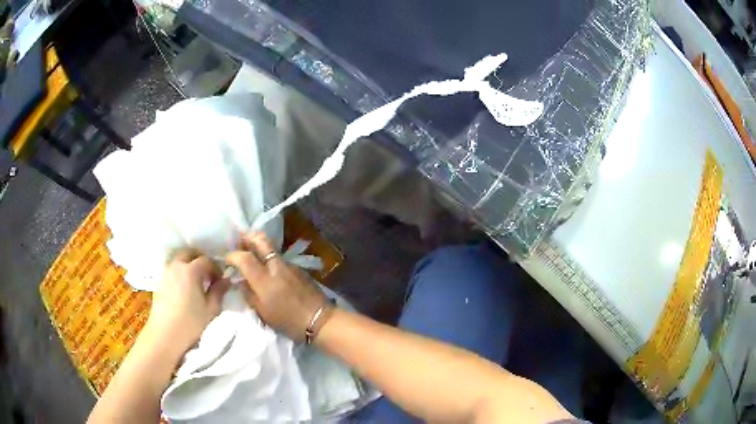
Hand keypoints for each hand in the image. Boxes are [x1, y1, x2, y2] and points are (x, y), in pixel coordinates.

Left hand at [143, 249, 229, 356]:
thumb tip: (226, 280)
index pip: (206, 260)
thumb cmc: (191, 323)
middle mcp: (176, 265)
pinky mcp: (159, 281)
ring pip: (179, 259)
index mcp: (190, 270)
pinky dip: (180, 271)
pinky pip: (172, 268)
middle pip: (189, 253)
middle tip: (209, 275)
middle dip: (201, 260)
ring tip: (197, 281)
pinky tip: (185, 288)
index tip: (221, 280)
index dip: (216, 268)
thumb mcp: (211, 309)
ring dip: (189, 264)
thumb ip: (219, 291)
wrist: (165, 335)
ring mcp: (166, 272)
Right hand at [226, 232, 327, 341]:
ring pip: (271, 248)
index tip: (227, 260)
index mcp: (264, 280)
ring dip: (259, 247)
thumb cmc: (288, 322)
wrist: (319, 320)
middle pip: (260, 240)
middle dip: (247, 237)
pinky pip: (280, 258)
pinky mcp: (299, 268)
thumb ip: (249, 294)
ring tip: (252, 255)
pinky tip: (270, 270)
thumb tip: (240, 280)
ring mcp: (289, 265)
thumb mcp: (263, 313)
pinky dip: (271, 259)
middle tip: (239, 241)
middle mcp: (276, 267)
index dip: (232, 255)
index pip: (244, 257)